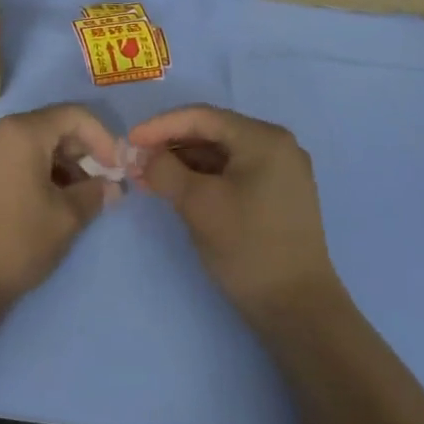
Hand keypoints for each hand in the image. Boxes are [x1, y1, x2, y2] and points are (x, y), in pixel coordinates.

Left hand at [0, 103, 119, 315]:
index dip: (103, 138)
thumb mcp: (67, 218)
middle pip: (48, 126)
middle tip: (97, 185)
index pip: (73, 116)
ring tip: (71, 198)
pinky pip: (6, 157)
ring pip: (27, 143)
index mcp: (19, 132)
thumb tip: (112, 186)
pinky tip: (41, 200)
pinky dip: (30, 169)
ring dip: (56, 163)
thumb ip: (95, 193)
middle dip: (79, 152)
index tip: (116, 168)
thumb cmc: (16, 243)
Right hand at [129, 105, 347, 330]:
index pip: (202, 117)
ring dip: (183, 163)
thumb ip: (163, 171)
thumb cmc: (247, 247)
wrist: (296, 306)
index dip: (160, 126)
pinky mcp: (276, 195)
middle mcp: (277, 146)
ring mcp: (280, 172)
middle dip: (170, 146)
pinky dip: (202, 178)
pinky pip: (232, 173)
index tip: (128, 141)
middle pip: (212, 133)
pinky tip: (175, 190)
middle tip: (134, 162)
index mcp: (264, 139)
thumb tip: (138, 154)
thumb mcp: (198, 204)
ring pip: (220, 155)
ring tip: (147, 179)